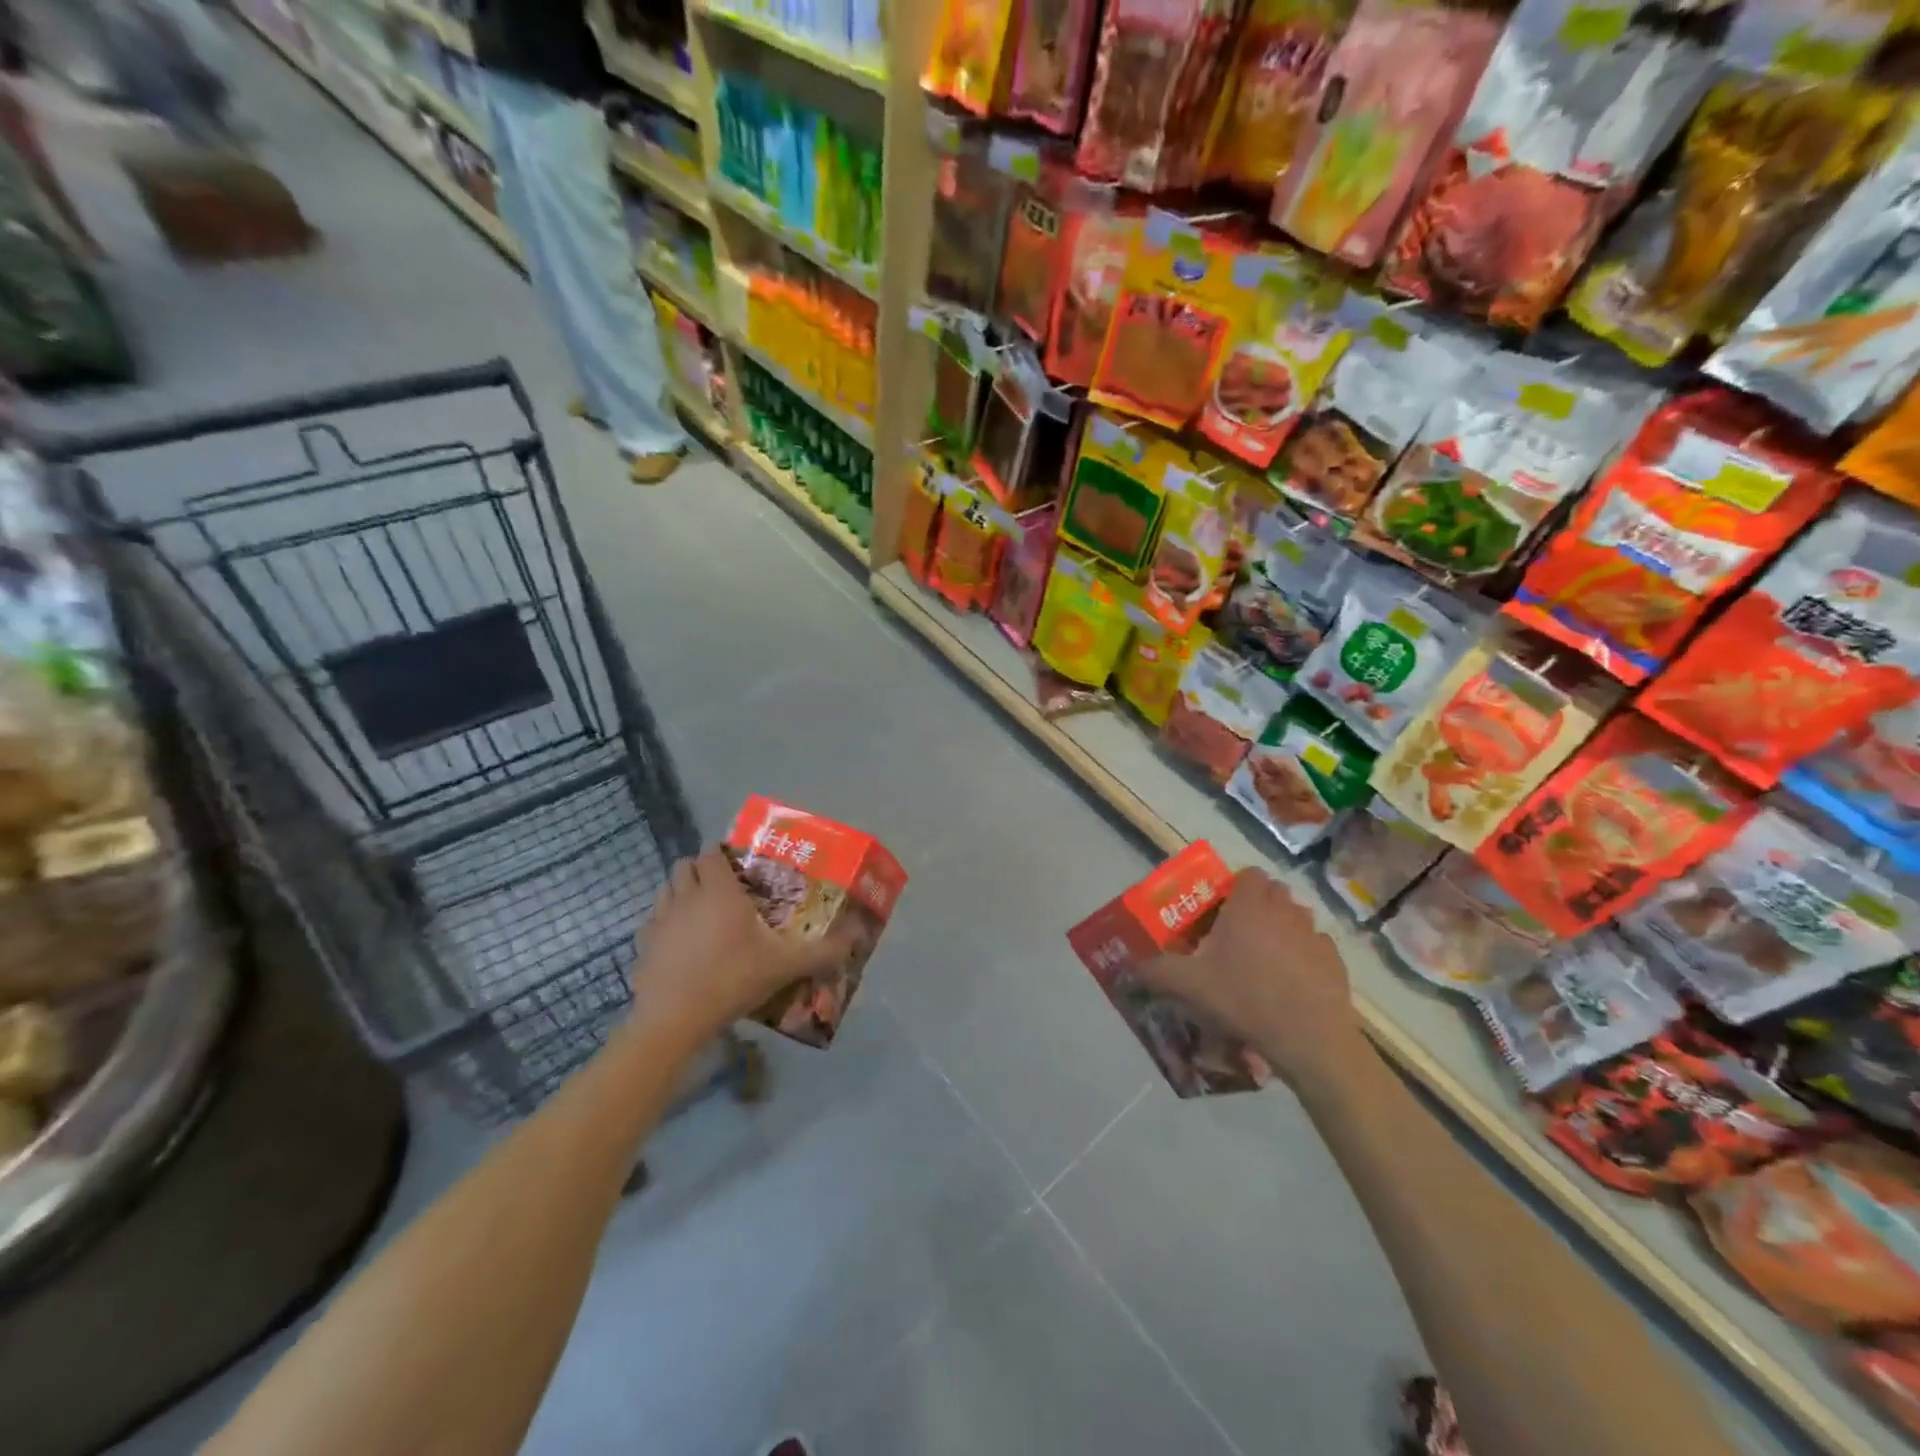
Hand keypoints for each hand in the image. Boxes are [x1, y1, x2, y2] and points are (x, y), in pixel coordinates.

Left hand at [628, 847, 851, 1046]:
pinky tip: (680, 946)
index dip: (721, 856)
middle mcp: (685, 897)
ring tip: (700, 914)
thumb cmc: (732, 980)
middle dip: (700, 870)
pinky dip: (664, 925)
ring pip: (665, 890)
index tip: (739, 869)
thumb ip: (821, 952)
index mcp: (718, 892)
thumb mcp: (784, 966)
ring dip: (680, 892)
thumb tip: (856, 939)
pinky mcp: (641, 946)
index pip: (711, 854)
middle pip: (684, 865)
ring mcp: (658, 921)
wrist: (675, 1021)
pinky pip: (652, 922)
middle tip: (722, 889)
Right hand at [1134, 867, 1364, 1092]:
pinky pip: (1315, 946)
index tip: (1219, 911)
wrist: (1309, 1040)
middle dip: (1257, 905)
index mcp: (1249, 906)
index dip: (1234, 887)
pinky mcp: (1335, 961)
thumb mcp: (1188, 985)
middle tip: (1236, 934)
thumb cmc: (1244, 998)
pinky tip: (1290, 982)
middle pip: (1273, 892)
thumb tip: (1131, 964)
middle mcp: (1285, 910)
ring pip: (1296, 916)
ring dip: (1281, 927)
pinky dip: (1303, 955)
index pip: (1247, 874)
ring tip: (1264, 958)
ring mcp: (1314, 935)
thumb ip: (1155, 969)